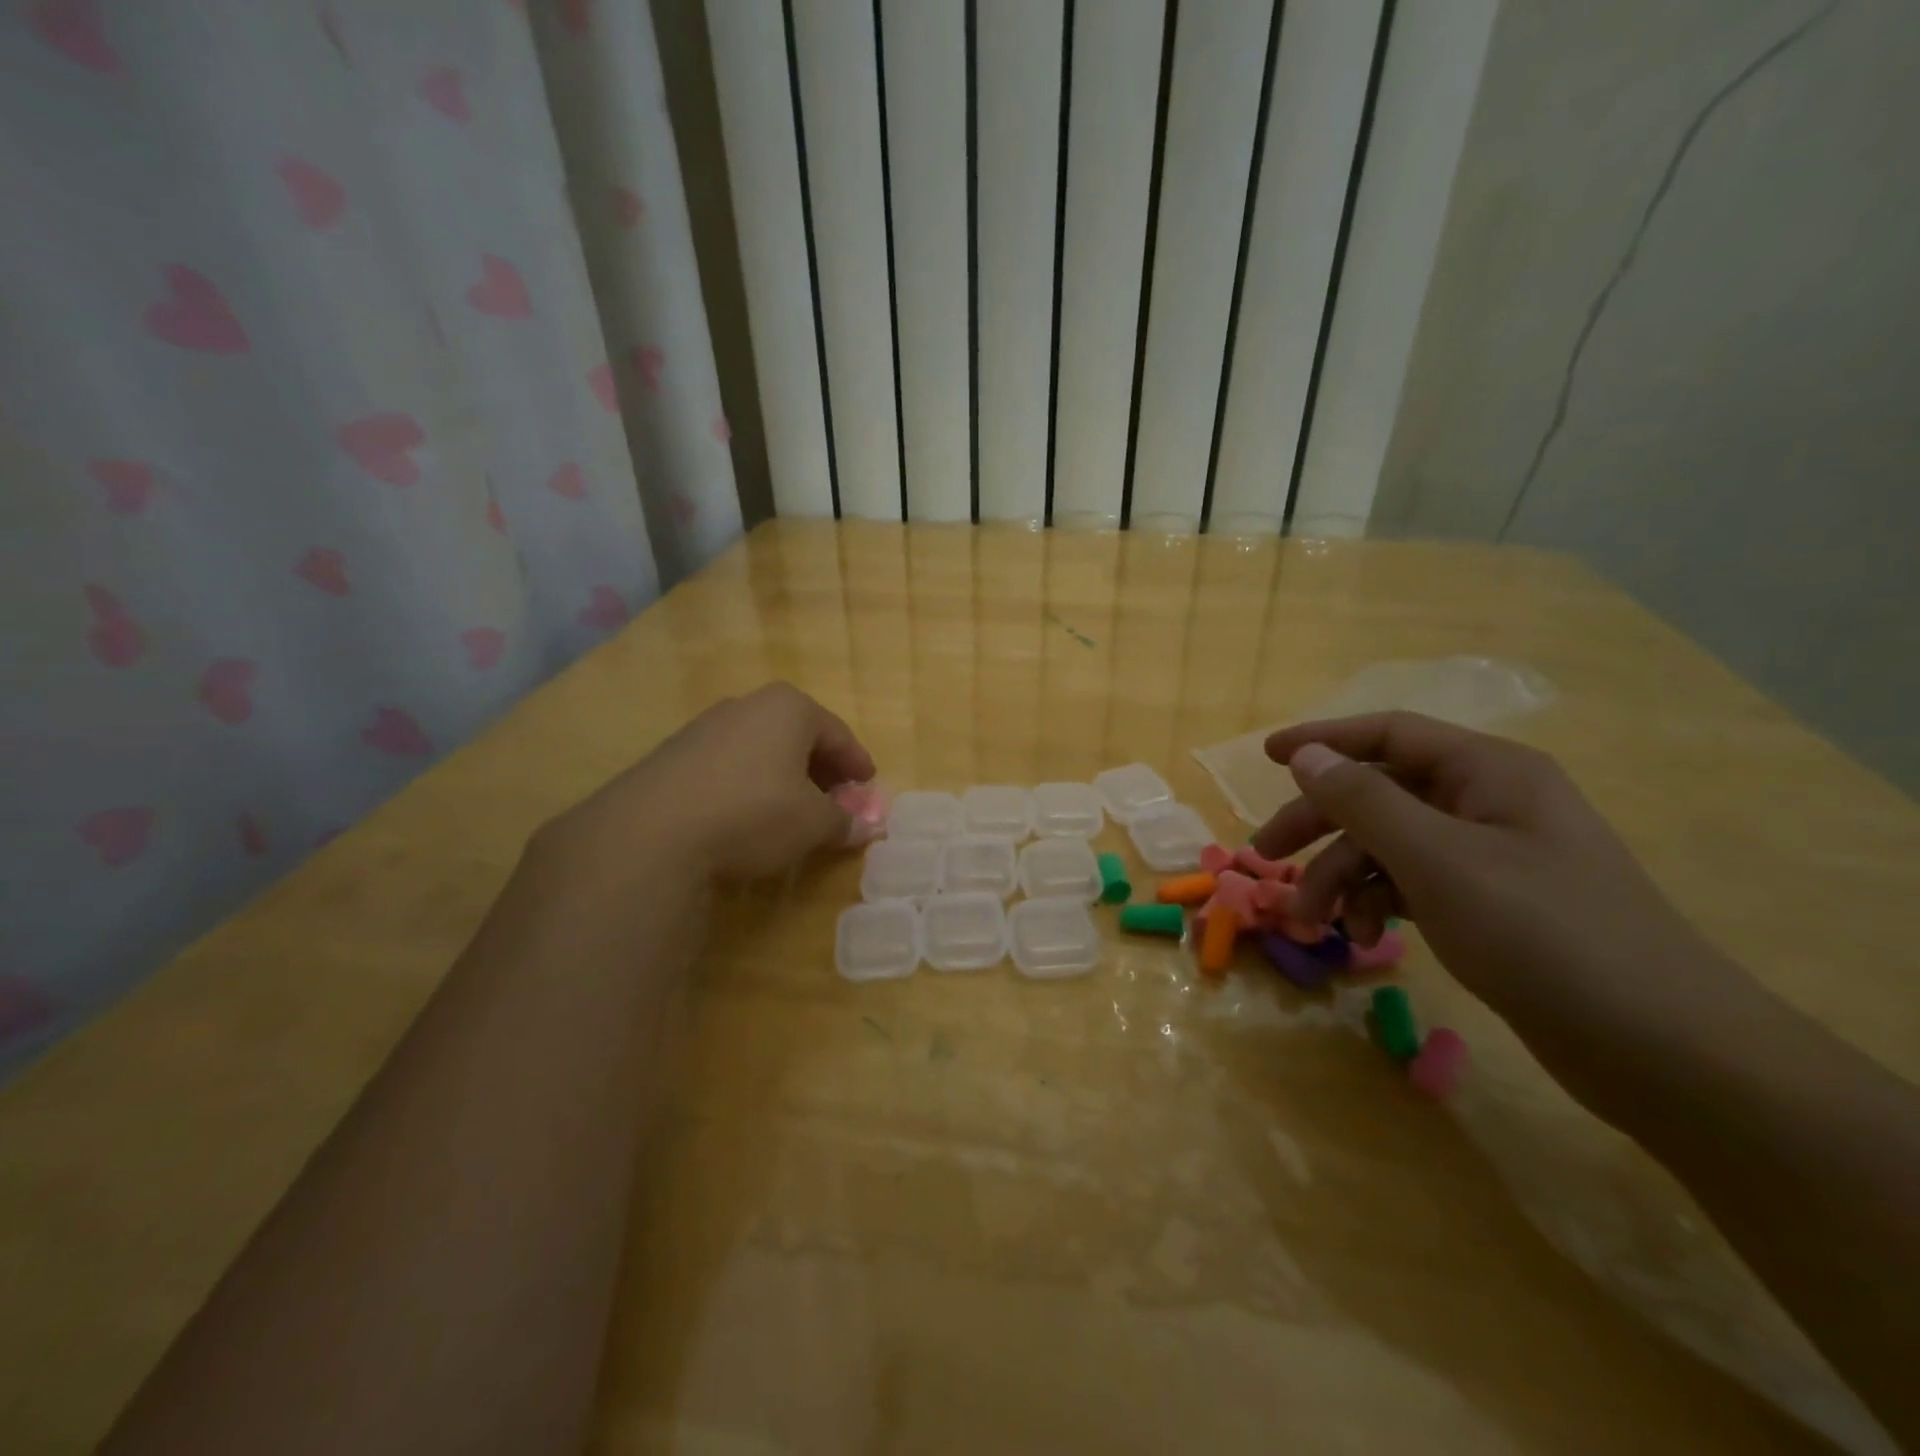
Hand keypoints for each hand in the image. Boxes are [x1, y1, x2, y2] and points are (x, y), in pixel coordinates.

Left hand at [545, 682, 875, 883]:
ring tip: (791, 808)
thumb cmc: (753, 813)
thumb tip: (865, 828)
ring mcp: (706, 726)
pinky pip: (728, 763)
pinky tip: (746, 813)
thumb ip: (843, 822)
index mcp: (789, 708)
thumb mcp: (812, 824)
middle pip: (798, 735)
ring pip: (761, 747)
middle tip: (834, 798)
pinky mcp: (674, 753)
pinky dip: (748, 782)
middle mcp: (748, 705)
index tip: (867, 784)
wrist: (651, 831)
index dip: (857, 762)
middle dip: (820, 767)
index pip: (838, 733)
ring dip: (782, 774)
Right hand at [1252, 712, 1743, 1061]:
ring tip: (1313, 924)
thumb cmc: (1542, 933)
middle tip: (1266, 856)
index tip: (1266, 757)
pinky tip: (1365, 938)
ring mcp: (1491, 857)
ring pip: (1390, 846)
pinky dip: (1378, 905)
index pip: (1389, 734)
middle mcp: (1488, 804)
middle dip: (1320, 825)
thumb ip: (1363, 800)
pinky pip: (1413, 885)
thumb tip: (1307, 755)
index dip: (1323, 740)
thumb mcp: (1436, 859)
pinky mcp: (1491, 906)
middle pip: (1380, 794)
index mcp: (1488, 773)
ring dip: (1342, 878)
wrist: (1661, 1048)